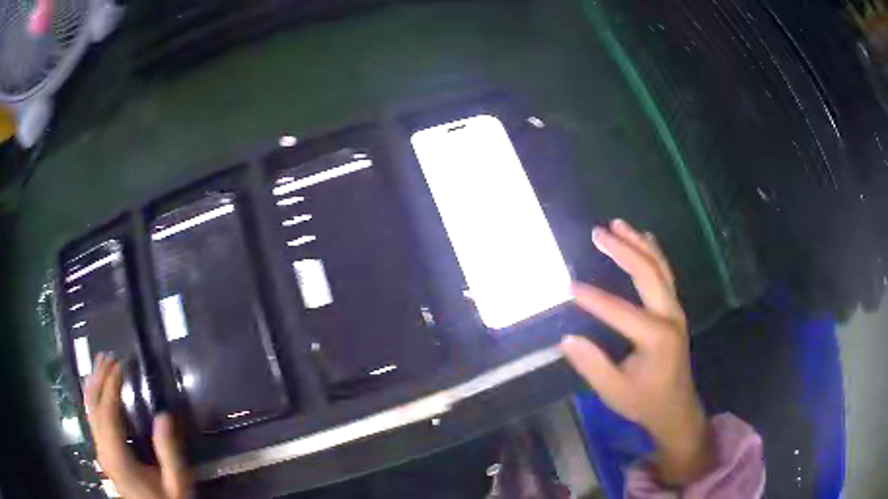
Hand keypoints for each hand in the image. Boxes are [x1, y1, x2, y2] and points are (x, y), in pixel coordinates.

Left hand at [85, 354, 191, 498]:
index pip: (107, 413)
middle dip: (99, 379)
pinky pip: (93, 420)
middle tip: (108, 356)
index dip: (111, 386)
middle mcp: (103, 451)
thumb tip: (164, 415)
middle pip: (93, 408)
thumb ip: (169, 453)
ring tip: (100, 364)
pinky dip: (94, 399)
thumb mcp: (176, 483)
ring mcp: (101, 452)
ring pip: (90, 412)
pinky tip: (98, 389)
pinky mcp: (103, 453)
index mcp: (118, 457)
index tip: (121, 365)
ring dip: (94, 385)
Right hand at [560, 219, 711, 485]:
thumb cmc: (645, 401)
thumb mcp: (615, 391)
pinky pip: (665, 274)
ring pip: (659, 268)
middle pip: (648, 273)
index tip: (569, 287)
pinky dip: (653, 253)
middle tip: (598, 233)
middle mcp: (670, 316)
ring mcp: (675, 310)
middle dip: (623, 250)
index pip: (621, 311)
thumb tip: (567, 339)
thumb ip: (592, 365)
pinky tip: (644, 238)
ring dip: (638, 244)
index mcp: (657, 337)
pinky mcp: (674, 310)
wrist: (676, 408)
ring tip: (617, 224)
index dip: (594, 299)